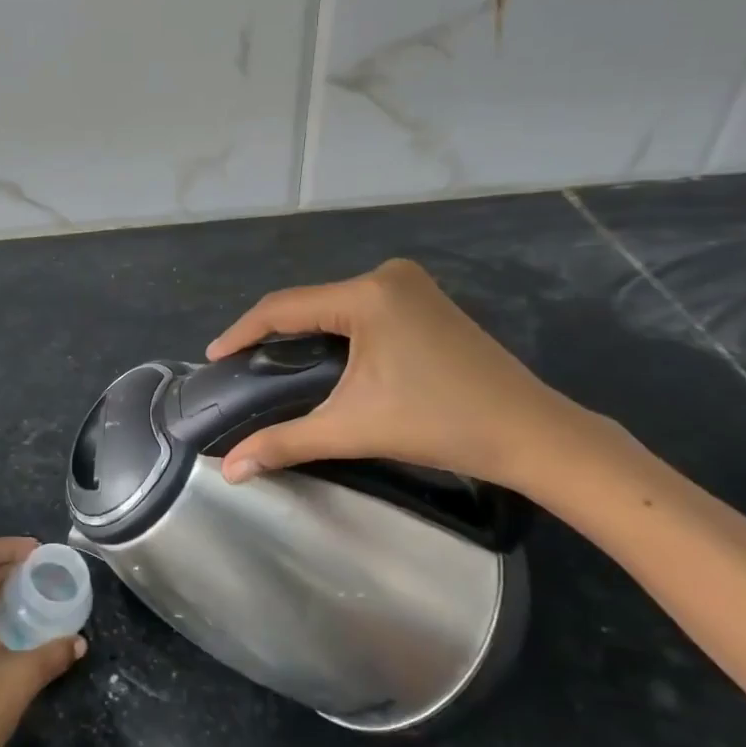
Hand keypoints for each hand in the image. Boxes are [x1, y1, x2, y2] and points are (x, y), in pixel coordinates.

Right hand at [207, 258, 607, 492]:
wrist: (531, 434)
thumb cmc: (439, 424)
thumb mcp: (352, 429)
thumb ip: (284, 443)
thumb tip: (229, 470)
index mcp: (367, 294)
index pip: (284, 307)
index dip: (243, 332)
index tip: (214, 357)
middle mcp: (386, 276)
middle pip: (309, 302)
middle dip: (272, 334)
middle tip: (243, 367)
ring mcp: (411, 285)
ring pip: (335, 304)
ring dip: (304, 332)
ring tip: (273, 364)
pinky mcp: (426, 301)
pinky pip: (361, 309)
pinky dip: (335, 331)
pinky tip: (324, 357)